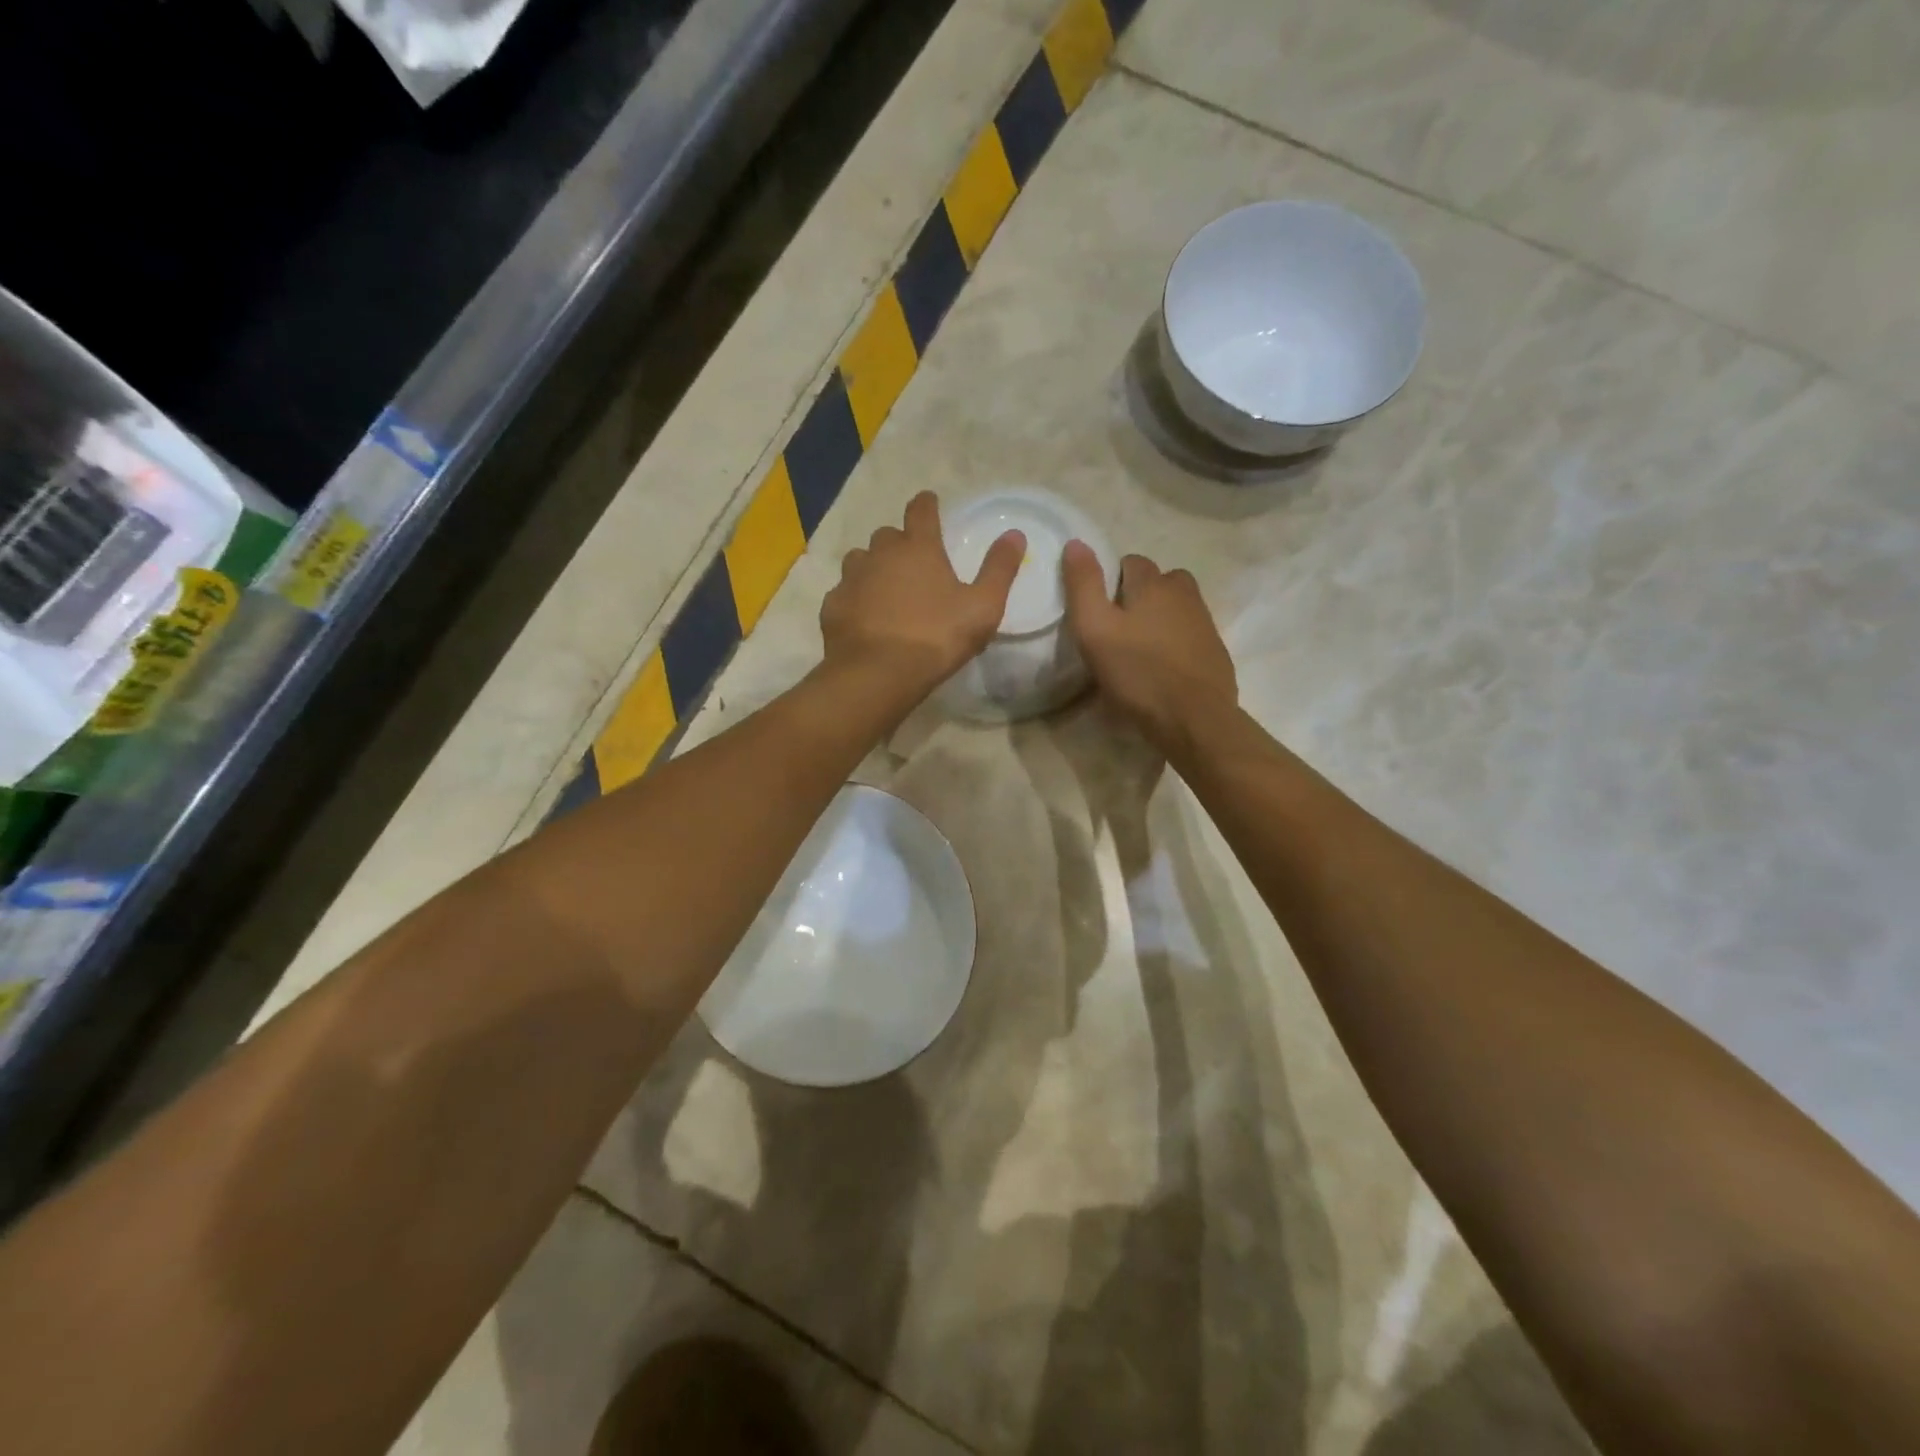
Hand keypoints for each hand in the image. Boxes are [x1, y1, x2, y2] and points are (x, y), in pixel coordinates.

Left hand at [820, 491, 1024, 691]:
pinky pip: (844, 592)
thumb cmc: (936, 637)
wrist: (876, 673)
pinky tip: (864, 617)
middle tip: (912, 562)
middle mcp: (880, 554)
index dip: (927, 504)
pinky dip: (855, 598)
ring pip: (860, 560)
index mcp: (919, 548)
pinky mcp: (833, 606)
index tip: (929, 502)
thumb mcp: (982, 607)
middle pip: (888, 535)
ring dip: (873, 567)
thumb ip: (999, 569)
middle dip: (900, 543)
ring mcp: (851, 578)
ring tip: (885, 588)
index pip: (921, 511)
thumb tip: (1015, 534)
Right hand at [1062, 541, 1235, 752]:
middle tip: (1119, 629)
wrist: (1194, 718)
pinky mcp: (1215, 652)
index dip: (1111, 580)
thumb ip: (1083, 585)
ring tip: (1139, 649)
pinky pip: (1190, 634)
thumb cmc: (1137, 673)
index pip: (1131, 562)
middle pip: (1160, 581)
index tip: (1099, 610)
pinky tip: (1162, 668)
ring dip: (1159, 618)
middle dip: (1140, 595)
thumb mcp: (1094, 629)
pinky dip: (1175, 642)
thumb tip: (1076, 543)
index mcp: (1154, 584)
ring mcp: (1205, 623)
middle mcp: (1184, 594)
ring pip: (1177, 607)